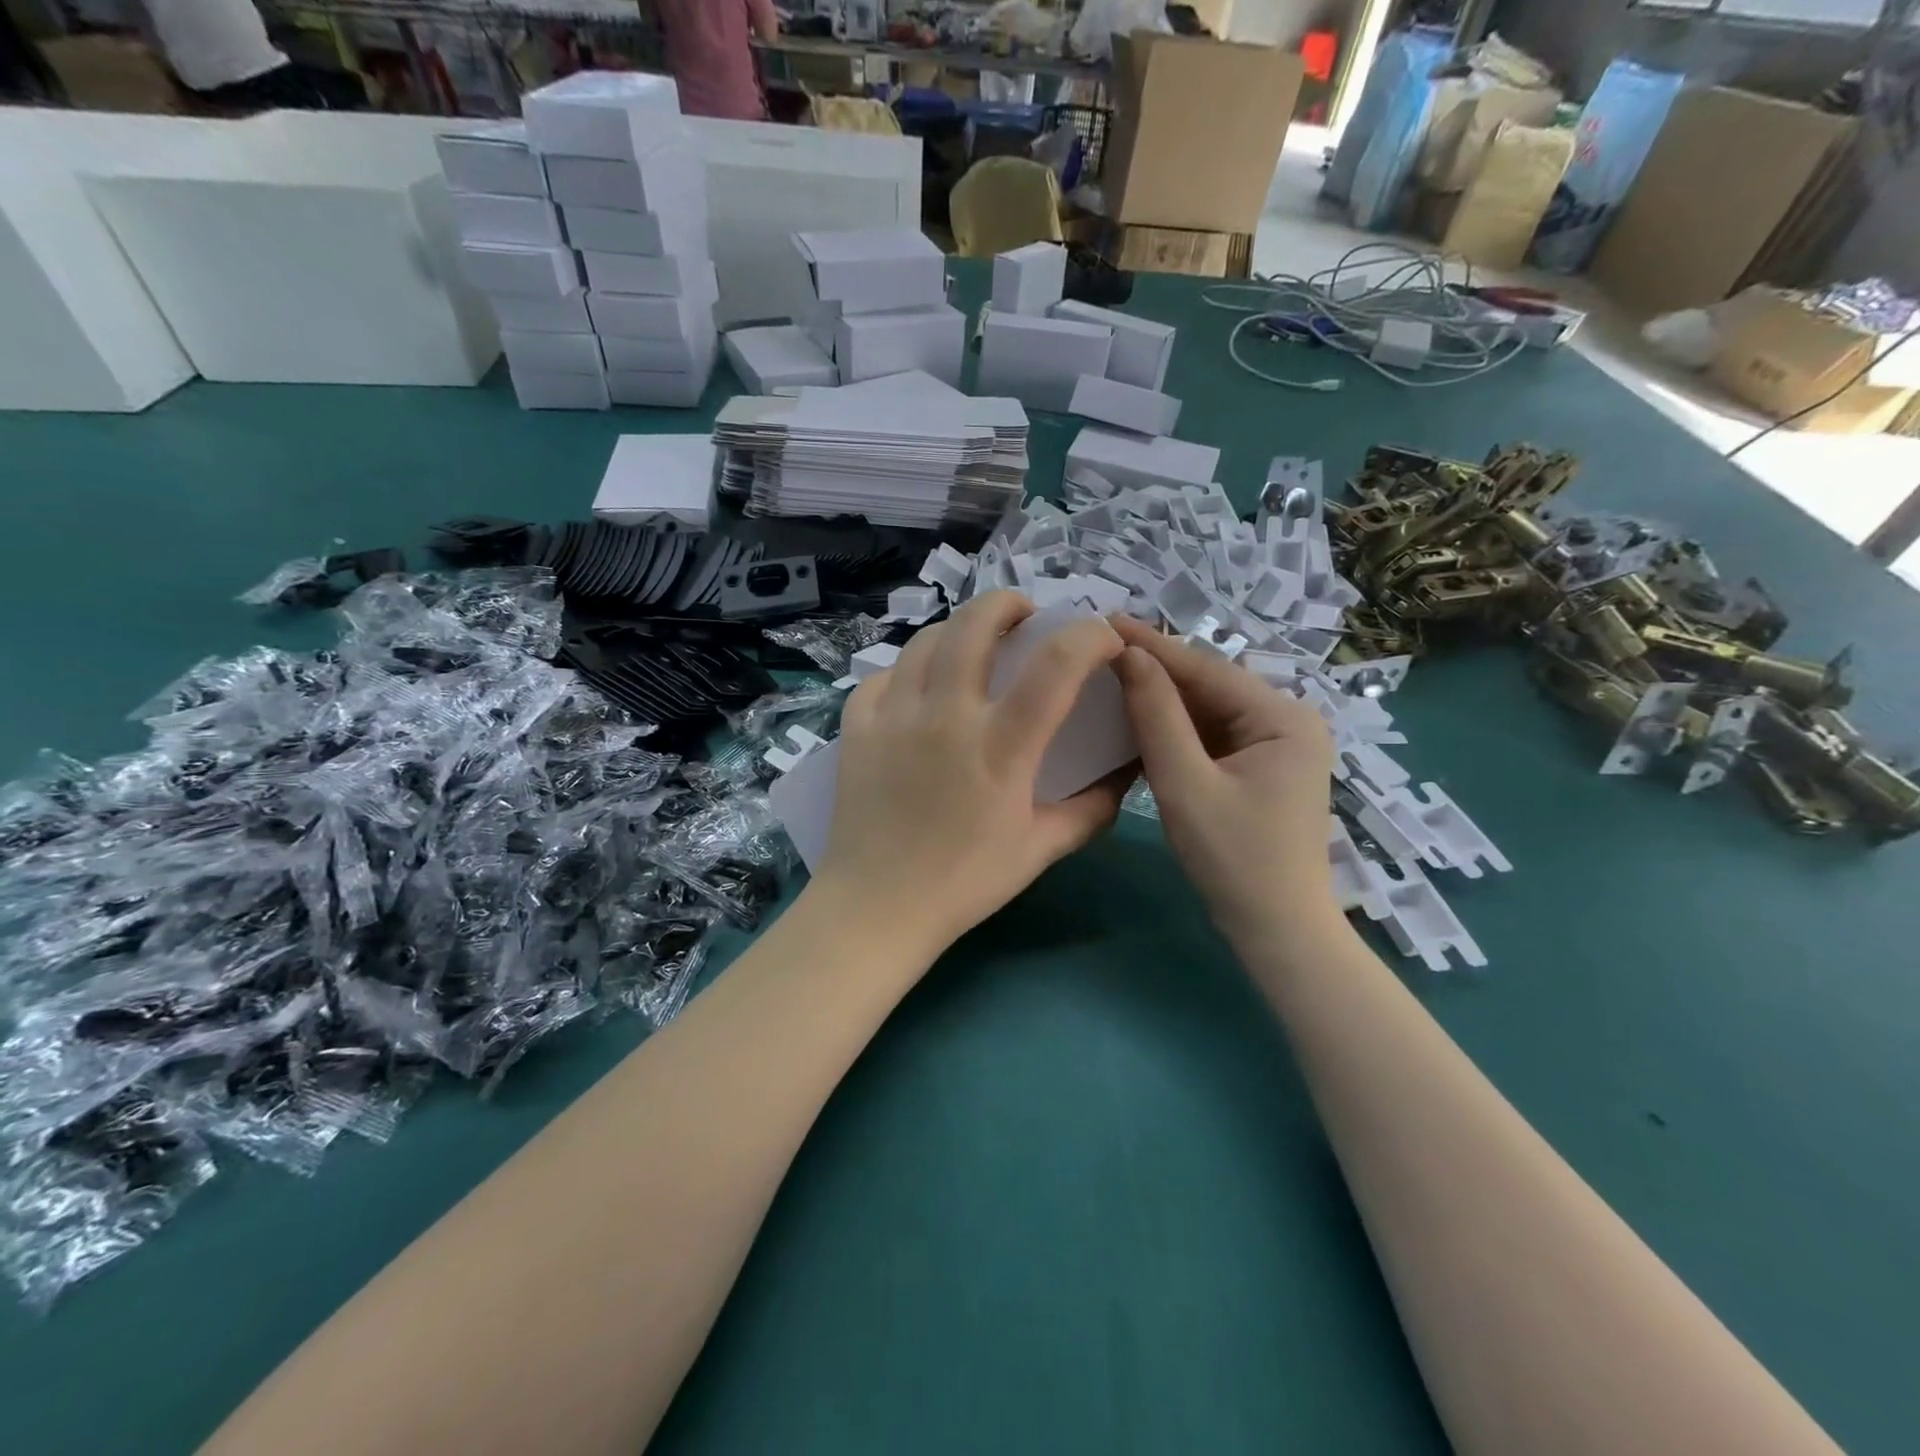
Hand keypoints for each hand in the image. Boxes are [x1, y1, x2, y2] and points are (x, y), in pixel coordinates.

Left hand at [811, 592, 1130, 960]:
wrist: (878, 906)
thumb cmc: (964, 882)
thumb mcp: (1040, 848)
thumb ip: (1091, 809)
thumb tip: (1125, 776)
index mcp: (1000, 745)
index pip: (1056, 664)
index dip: (1090, 637)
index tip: (1102, 640)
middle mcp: (946, 714)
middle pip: (976, 623)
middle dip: (1008, 602)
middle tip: (1024, 617)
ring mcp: (894, 715)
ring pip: (926, 639)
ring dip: (957, 631)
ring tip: (971, 649)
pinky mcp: (857, 726)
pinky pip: (883, 676)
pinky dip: (907, 670)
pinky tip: (918, 691)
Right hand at [1110, 617, 1337, 944]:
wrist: (1277, 931)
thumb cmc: (1234, 860)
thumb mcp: (1186, 784)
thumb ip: (1157, 717)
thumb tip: (1129, 656)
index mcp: (1283, 717)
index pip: (1205, 670)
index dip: (1151, 645)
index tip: (1103, 620)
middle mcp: (1288, 720)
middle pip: (1209, 686)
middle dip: (1155, 669)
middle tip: (1098, 647)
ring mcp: (1277, 744)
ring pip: (1208, 710)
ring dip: (1162, 698)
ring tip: (1108, 673)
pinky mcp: (1262, 767)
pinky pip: (1212, 735)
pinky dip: (1176, 729)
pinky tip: (1137, 717)